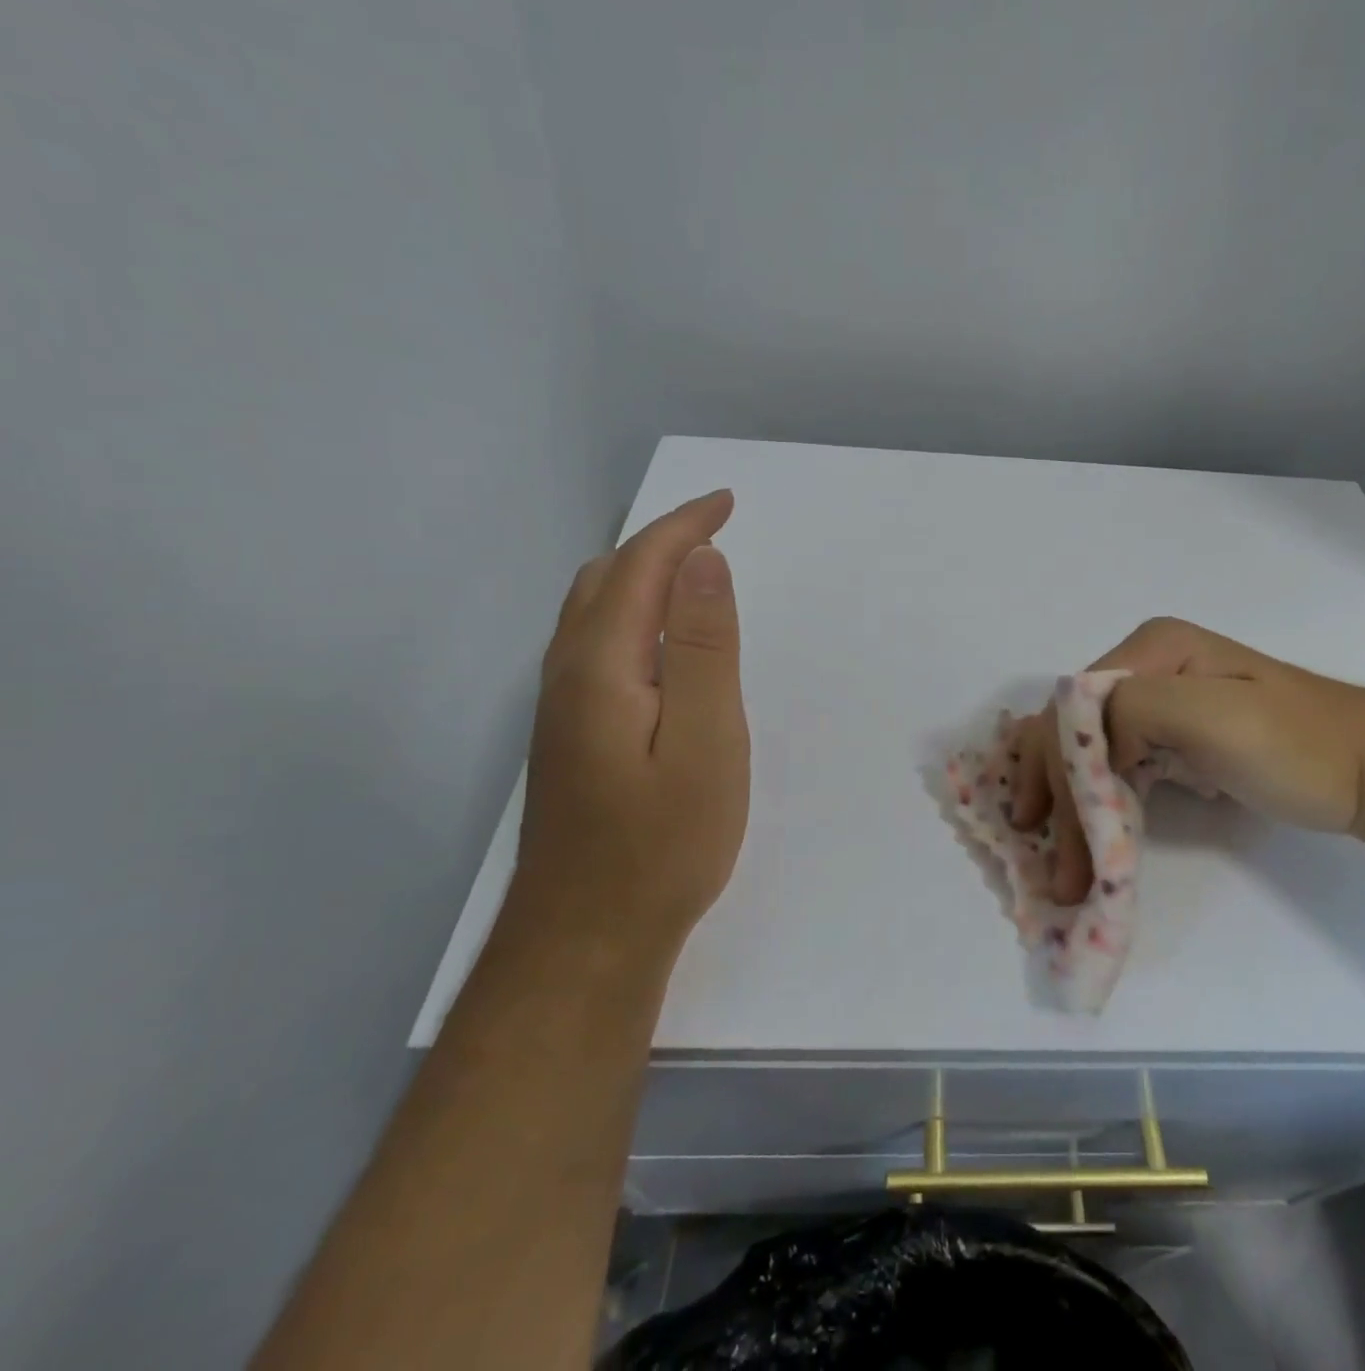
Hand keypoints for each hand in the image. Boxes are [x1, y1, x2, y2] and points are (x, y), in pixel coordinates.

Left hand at [515, 489, 749, 947]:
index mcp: (603, 666)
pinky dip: (632, 613)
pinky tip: (659, 639)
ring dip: (641, 575)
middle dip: (660, 542)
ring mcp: (561, 707)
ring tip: (692, 571)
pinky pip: (595, 644)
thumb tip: (703, 563)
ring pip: (593, 612)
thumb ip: (706, 649)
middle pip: (606, 580)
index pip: (639, 567)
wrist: (588, 938)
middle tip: (716, 531)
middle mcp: (569, 674)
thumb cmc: (663, 843)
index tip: (727, 502)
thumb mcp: (707, 742)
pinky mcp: (570, 735)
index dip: (683, 527)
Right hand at [1009, 618, 1364, 902]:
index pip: (1073, 708)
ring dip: (1068, 804)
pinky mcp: (1172, 736)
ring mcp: (1159, 702)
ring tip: (1064, 865)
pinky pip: (1113, 764)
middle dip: (1056, 794)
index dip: (1057, 770)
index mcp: (1152, 649)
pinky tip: (1084, 833)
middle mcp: (1145, 667)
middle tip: (1057, 868)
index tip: (1057, 838)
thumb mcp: (1216, 714)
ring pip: (1086, 749)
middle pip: (1072, 729)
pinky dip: (1093, 801)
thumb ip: (1135, 709)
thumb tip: (1087, 751)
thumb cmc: (1300, 747)